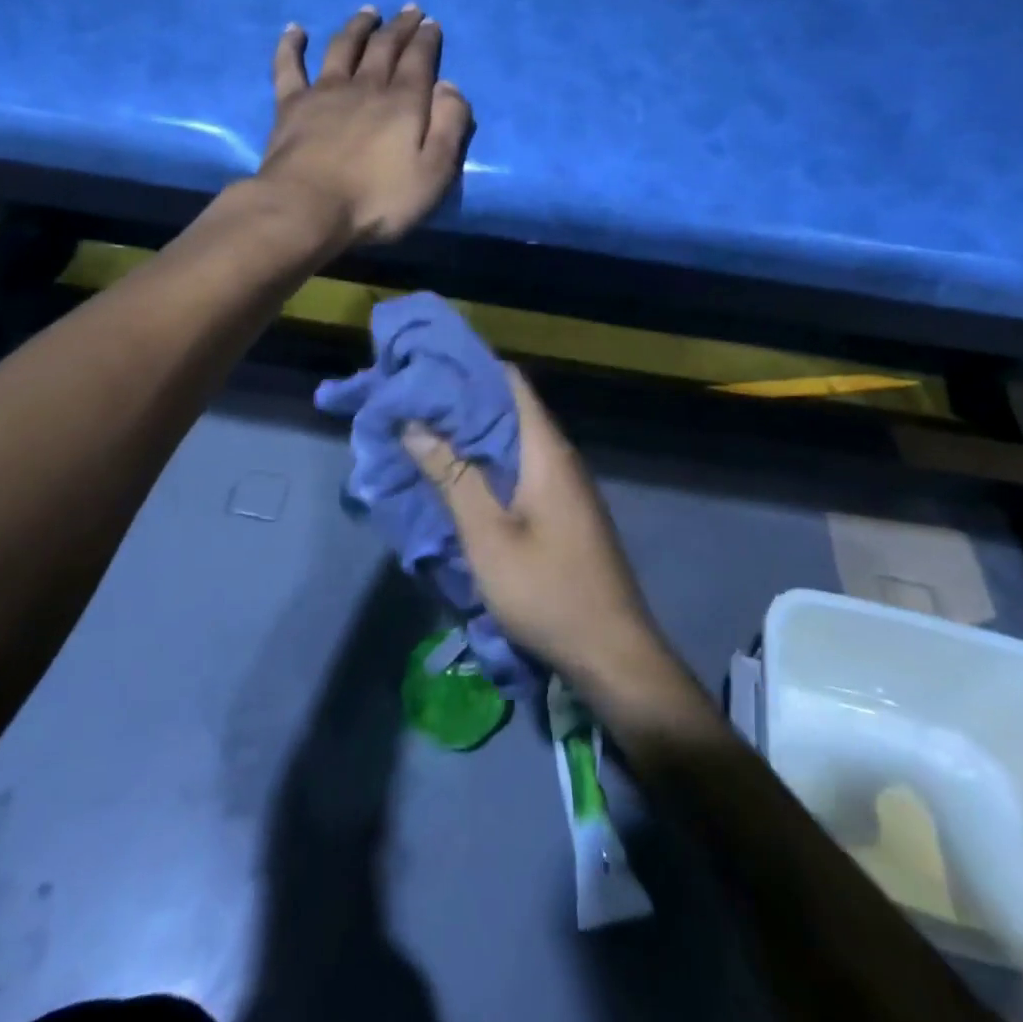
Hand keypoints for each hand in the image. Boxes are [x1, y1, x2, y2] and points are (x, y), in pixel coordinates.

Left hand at [258, 6, 472, 245]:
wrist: (308, 208)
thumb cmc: (377, 200)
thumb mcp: (434, 173)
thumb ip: (449, 127)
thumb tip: (449, 85)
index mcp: (403, 103)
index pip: (419, 61)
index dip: (426, 40)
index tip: (431, 23)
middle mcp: (365, 87)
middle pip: (384, 48)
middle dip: (399, 27)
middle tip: (408, 9)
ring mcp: (324, 92)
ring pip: (343, 48)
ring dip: (357, 27)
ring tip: (367, 12)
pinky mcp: (290, 106)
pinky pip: (289, 66)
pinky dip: (291, 45)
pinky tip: (294, 30)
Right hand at [402, 367, 671, 691]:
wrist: (611, 653)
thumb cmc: (547, 589)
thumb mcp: (488, 535)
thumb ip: (453, 475)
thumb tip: (415, 423)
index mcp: (546, 450)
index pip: (510, 382)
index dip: (468, 368)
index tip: (425, 368)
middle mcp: (559, 457)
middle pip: (509, 410)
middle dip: (461, 403)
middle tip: (411, 402)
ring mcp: (565, 485)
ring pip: (513, 442)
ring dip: (472, 436)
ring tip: (423, 433)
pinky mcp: (563, 511)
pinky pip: (521, 469)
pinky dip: (488, 464)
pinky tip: (457, 476)